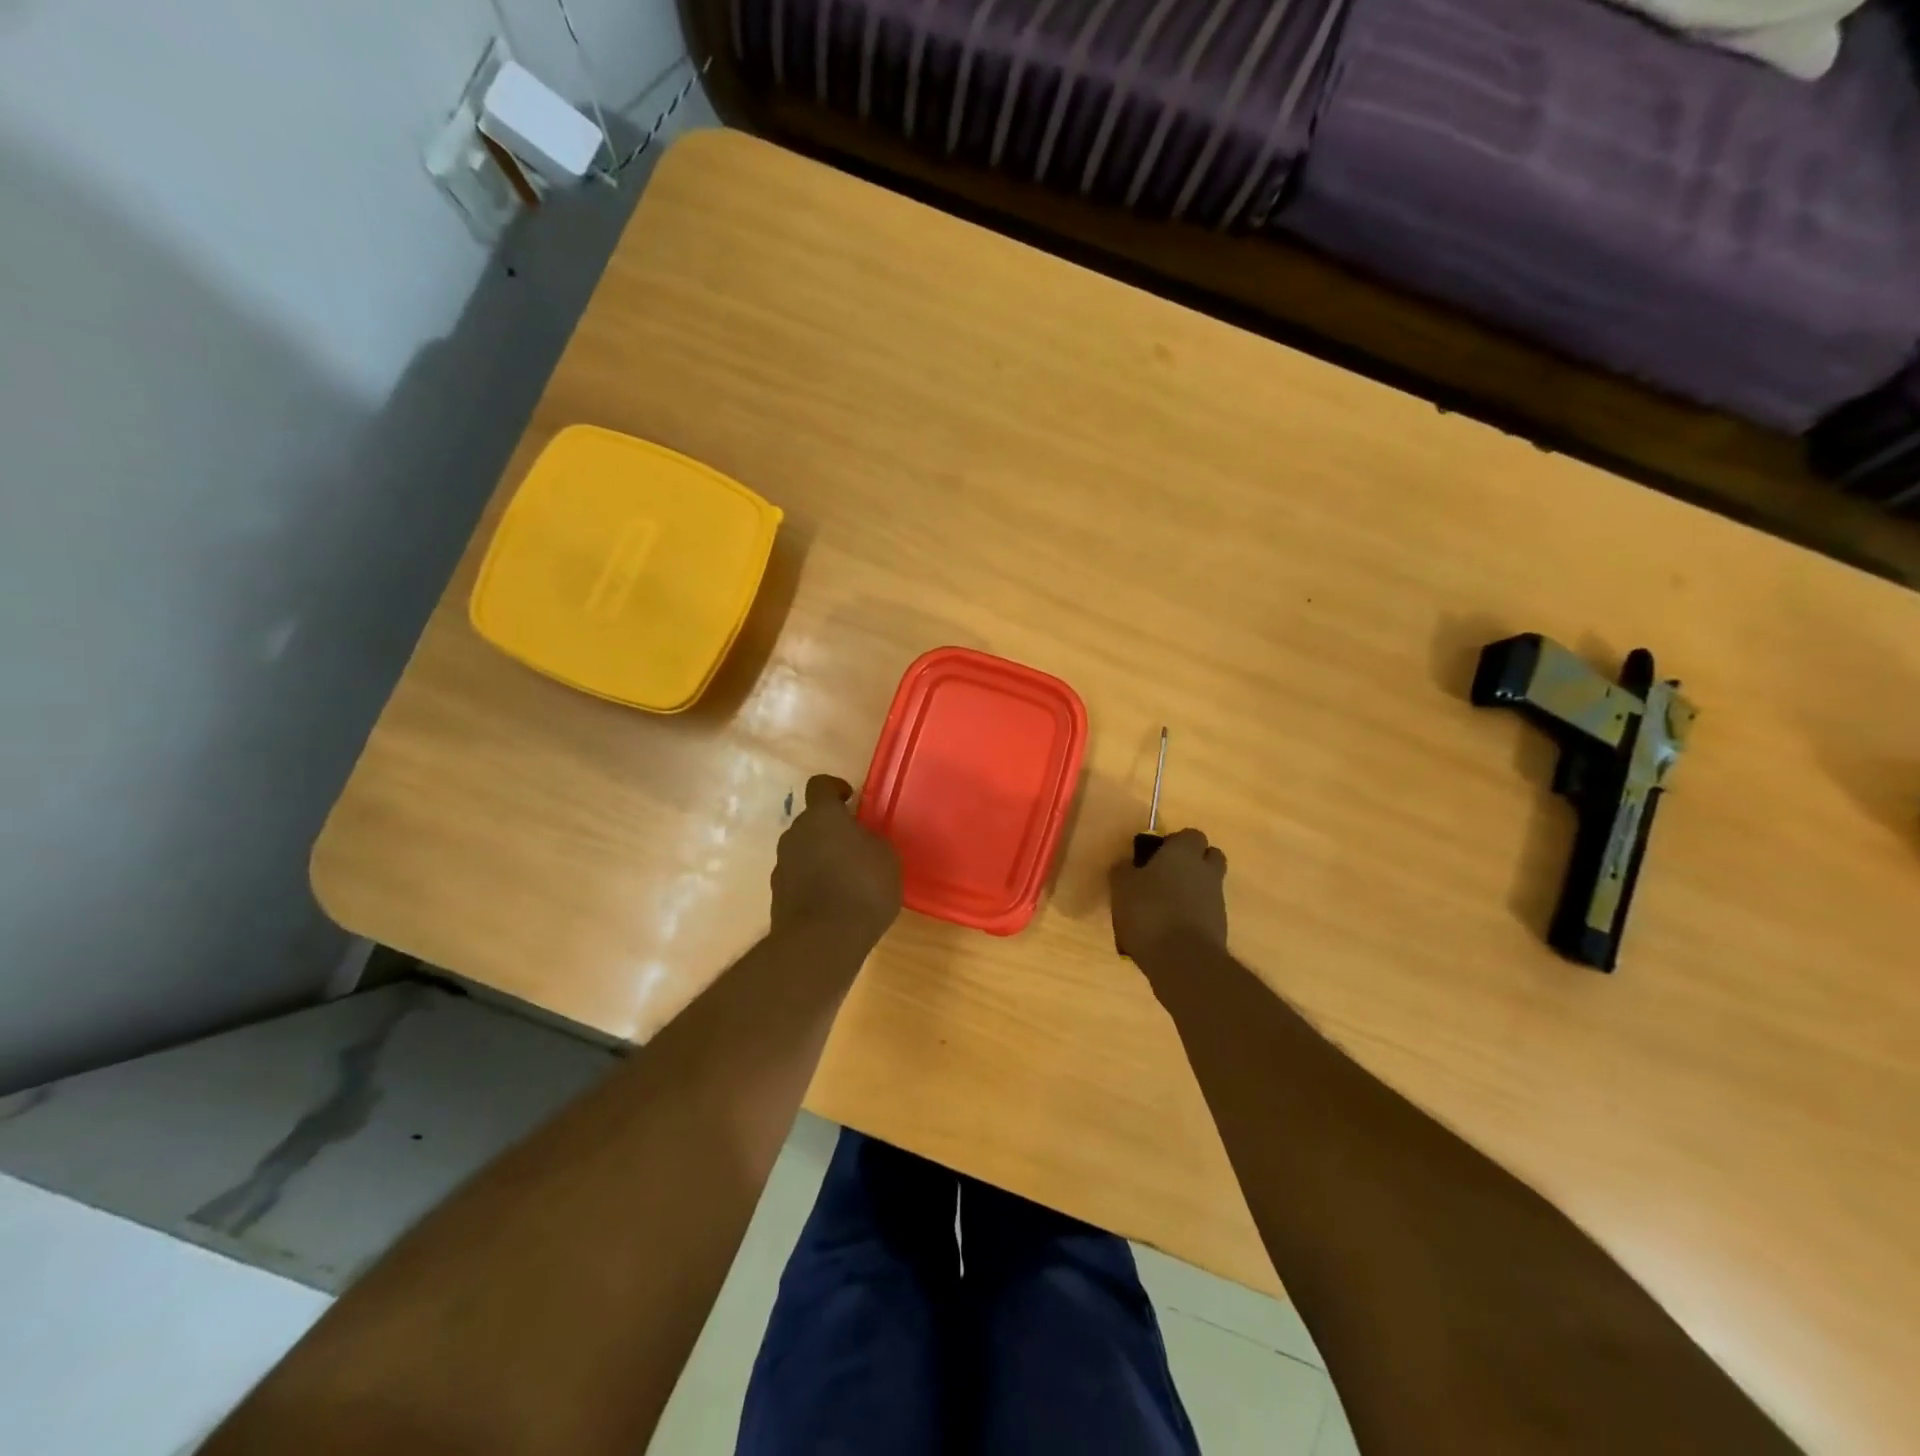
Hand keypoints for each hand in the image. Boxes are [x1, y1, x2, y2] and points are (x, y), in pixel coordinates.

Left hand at [771, 775, 902, 952]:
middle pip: (811, 822)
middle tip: (856, 847)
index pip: (820, 785)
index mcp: (821, 816)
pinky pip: (798, 878)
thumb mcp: (885, 858)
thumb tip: (861, 840)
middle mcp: (794, 834)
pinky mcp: (777, 896)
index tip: (850, 800)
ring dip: (820, 858)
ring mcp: (781, 865)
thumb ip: (870, 840)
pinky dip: (813, 884)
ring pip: (803, 851)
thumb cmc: (862, 888)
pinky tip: (834, 904)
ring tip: (847, 881)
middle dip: (831, 830)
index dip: (835, 789)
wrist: (822, 941)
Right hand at [1110, 827, 1227, 962]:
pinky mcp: (1220, 926)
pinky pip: (1206, 911)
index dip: (1174, 843)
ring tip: (1164, 907)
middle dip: (1192, 862)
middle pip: (1209, 856)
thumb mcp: (1121, 888)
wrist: (1184, 960)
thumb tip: (1126, 863)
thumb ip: (1124, 870)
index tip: (1155, 856)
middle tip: (1165, 876)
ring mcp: (1217, 899)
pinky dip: (1193, 914)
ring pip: (1208, 885)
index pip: (1190, 835)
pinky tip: (1171, 928)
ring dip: (1192, 890)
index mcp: (1183, 853)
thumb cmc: (1149, 912)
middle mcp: (1206, 870)